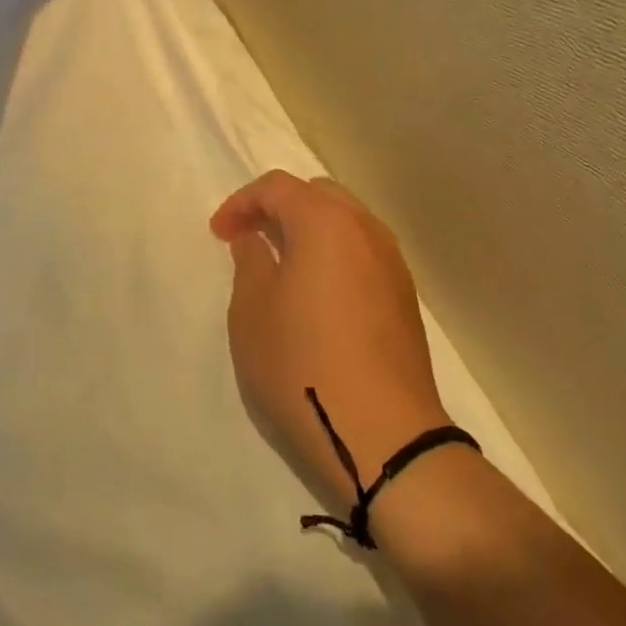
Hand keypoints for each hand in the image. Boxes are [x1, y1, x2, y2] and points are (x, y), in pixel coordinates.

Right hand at [212, 171, 451, 514]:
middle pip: (317, 195)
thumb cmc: (304, 366)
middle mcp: (364, 229)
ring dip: (310, 230)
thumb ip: (250, 262)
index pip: (277, 187)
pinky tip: (320, 293)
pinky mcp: (405, 295)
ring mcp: (392, 261)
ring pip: (345, 221)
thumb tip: (256, 240)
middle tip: (252, 239)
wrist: (386, 437)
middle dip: (279, 208)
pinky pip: (363, 252)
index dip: (242, 203)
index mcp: (324, 221)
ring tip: (284, 265)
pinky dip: (336, 254)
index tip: (220, 234)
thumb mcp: (252, 313)